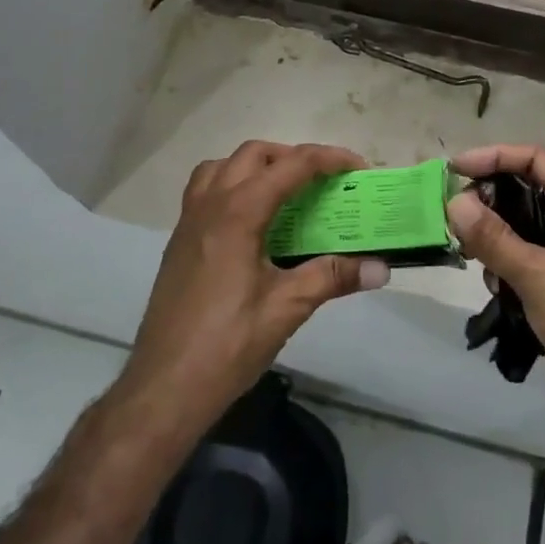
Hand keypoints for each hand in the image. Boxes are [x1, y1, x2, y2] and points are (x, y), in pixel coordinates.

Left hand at [122, 141, 388, 433]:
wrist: (163, 389)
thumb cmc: (227, 345)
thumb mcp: (287, 308)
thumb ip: (333, 277)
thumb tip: (382, 268)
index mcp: (238, 213)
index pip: (292, 165)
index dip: (330, 159)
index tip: (359, 169)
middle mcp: (210, 204)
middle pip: (255, 154)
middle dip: (294, 157)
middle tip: (324, 183)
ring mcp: (189, 221)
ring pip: (224, 166)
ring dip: (258, 166)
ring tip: (286, 193)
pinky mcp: (179, 241)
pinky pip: (205, 189)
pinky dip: (233, 185)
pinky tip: (252, 222)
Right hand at [447, 145, 544, 497]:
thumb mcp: (538, 275)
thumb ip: (494, 237)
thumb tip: (456, 201)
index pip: (536, 160)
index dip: (496, 156)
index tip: (456, 170)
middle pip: (527, 189)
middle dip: (490, 197)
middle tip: (454, 213)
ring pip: (522, 225)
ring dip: (493, 233)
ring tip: (467, 252)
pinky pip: (524, 258)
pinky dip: (503, 262)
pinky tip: (491, 284)